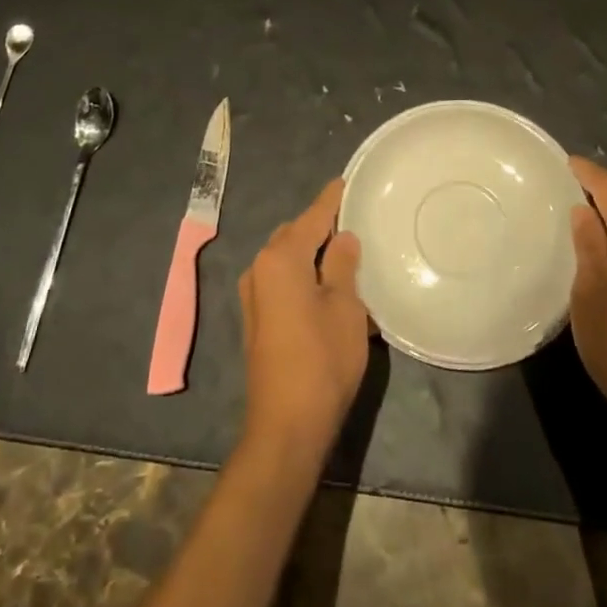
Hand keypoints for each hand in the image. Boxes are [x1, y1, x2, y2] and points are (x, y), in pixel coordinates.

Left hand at [237, 180, 368, 468]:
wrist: (287, 426)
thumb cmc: (322, 359)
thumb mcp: (345, 306)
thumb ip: (342, 264)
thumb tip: (342, 237)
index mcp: (280, 258)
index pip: (311, 217)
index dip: (331, 199)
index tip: (347, 180)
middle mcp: (259, 269)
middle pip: (294, 234)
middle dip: (320, 225)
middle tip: (353, 220)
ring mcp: (254, 296)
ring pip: (286, 258)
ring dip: (311, 252)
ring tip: (344, 251)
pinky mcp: (256, 319)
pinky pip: (281, 280)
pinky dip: (302, 274)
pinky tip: (326, 284)